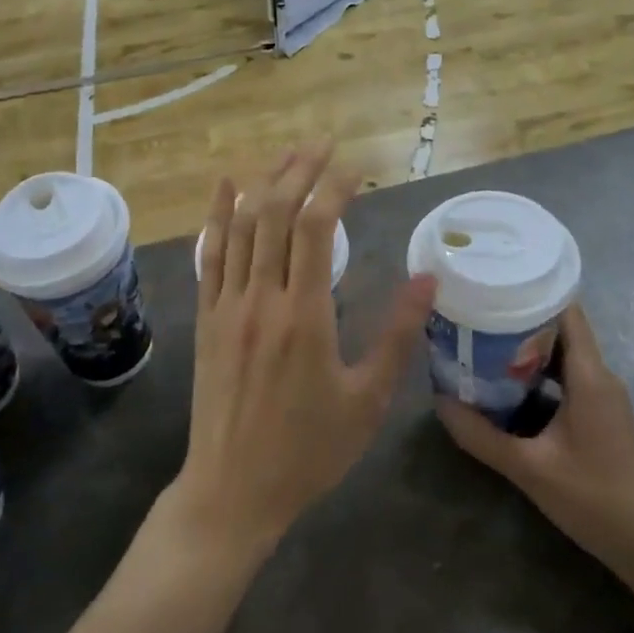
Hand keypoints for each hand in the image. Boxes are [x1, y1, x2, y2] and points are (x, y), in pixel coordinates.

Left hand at [176, 144, 435, 554]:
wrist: (232, 490)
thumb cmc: (308, 450)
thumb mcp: (367, 400)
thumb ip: (397, 336)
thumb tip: (428, 280)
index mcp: (304, 316)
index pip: (314, 229)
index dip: (333, 188)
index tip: (355, 169)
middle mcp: (260, 299)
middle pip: (274, 214)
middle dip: (299, 170)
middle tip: (321, 141)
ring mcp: (226, 305)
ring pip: (240, 226)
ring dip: (262, 182)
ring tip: (286, 154)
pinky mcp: (206, 317)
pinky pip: (208, 254)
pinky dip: (216, 214)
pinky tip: (224, 185)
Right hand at [436, 305, 633, 574]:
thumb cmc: (593, 498)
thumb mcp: (529, 468)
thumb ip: (481, 435)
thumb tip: (439, 401)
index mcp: (589, 376)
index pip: (565, 311)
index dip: (531, 291)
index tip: (493, 283)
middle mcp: (598, 375)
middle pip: (560, 326)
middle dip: (518, 315)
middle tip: (475, 309)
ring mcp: (601, 393)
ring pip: (561, 350)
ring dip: (525, 344)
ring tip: (481, 337)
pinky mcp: (598, 411)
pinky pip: (565, 373)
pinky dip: (536, 368)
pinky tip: (505, 378)